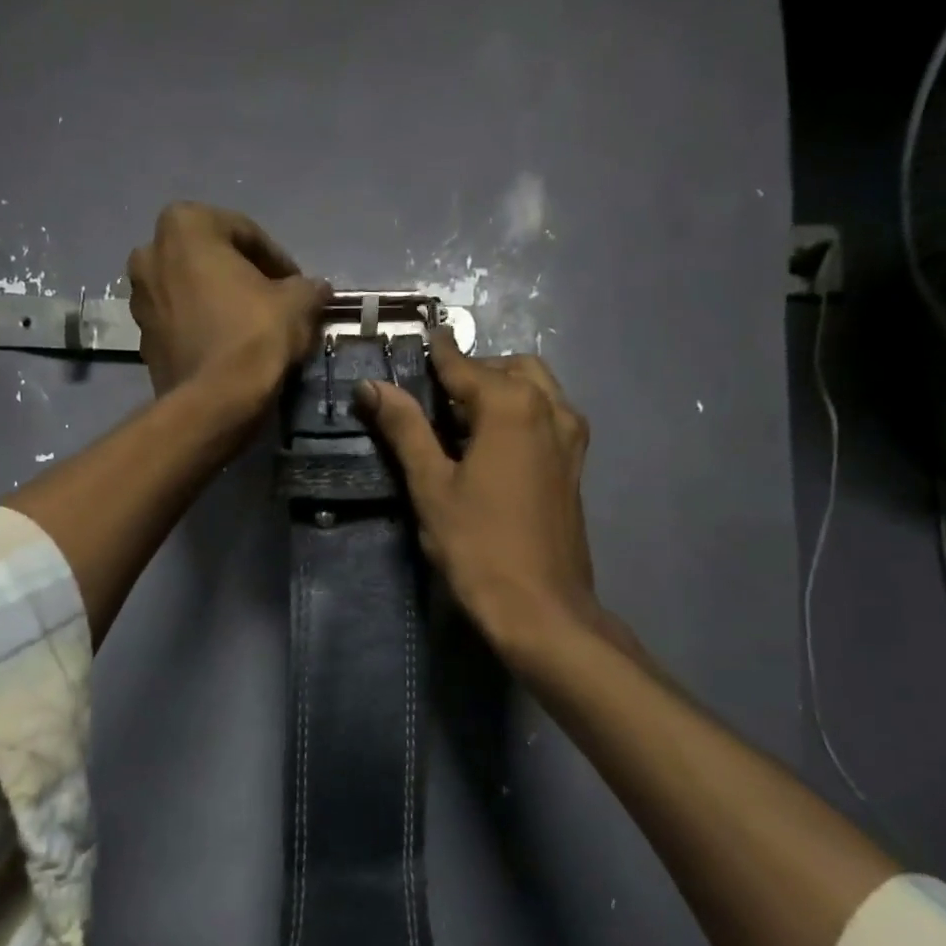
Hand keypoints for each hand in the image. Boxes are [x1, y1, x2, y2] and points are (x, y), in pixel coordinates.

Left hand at [127, 203, 330, 415]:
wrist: (213, 403)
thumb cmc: (253, 337)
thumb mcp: (297, 303)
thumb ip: (307, 286)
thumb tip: (315, 289)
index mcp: (184, 226)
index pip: (244, 233)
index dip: (277, 260)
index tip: (297, 285)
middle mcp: (150, 253)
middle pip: (210, 259)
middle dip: (242, 277)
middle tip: (274, 302)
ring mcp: (139, 299)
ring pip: (192, 291)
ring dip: (220, 302)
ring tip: (253, 327)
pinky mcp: (142, 339)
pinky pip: (181, 323)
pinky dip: (203, 328)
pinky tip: (230, 348)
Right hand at [357, 338, 641, 662]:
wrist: (541, 606)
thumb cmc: (478, 545)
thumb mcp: (431, 485)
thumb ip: (405, 429)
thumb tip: (372, 386)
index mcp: (512, 405)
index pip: (465, 365)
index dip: (437, 353)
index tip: (418, 338)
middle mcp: (549, 408)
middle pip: (509, 369)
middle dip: (472, 372)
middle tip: (433, 396)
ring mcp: (569, 437)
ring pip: (535, 390)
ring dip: (500, 391)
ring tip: (460, 422)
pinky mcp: (574, 465)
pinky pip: (547, 417)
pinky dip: (520, 414)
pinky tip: (491, 447)